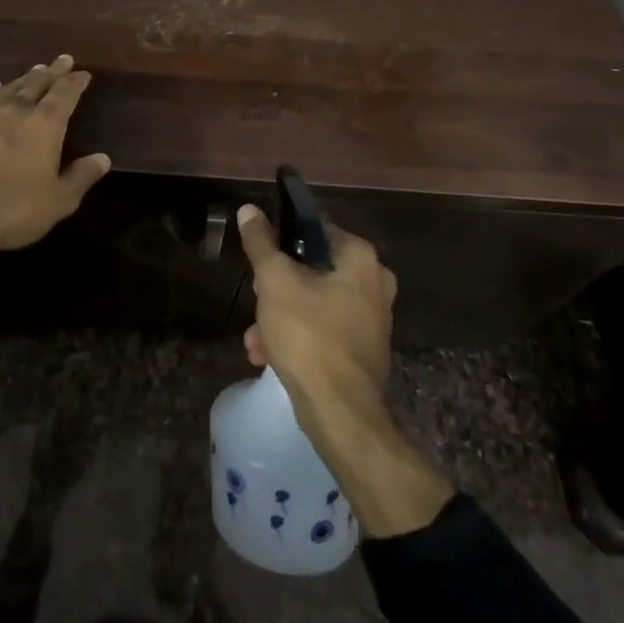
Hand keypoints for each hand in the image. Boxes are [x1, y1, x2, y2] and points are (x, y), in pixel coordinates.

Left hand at [0, 55, 110, 334]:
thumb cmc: (12, 210)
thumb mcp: (57, 201)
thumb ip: (80, 177)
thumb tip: (103, 158)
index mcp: (44, 125)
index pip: (65, 94)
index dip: (75, 82)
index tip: (83, 73)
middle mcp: (16, 111)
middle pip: (38, 83)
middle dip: (53, 71)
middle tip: (62, 59)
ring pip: (10, 89)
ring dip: (25, 78)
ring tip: (35, 70)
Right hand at [237, 204, 450, 537]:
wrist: (340, 413)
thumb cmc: (309, 335)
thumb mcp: (275, 282)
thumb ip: (261, 243)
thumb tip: (249, 209)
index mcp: (360, 258)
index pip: (315, 228)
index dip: (283, 239)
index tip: (260, 257)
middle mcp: (374, 282)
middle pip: (313, 267)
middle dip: (277, 286)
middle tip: (256, 298)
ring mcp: (371, 318)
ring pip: (314, 302)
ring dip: (280, 316)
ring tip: (254, 339)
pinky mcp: (363, 350)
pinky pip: (323, 329)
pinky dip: (297, 337)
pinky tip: (267, 356)